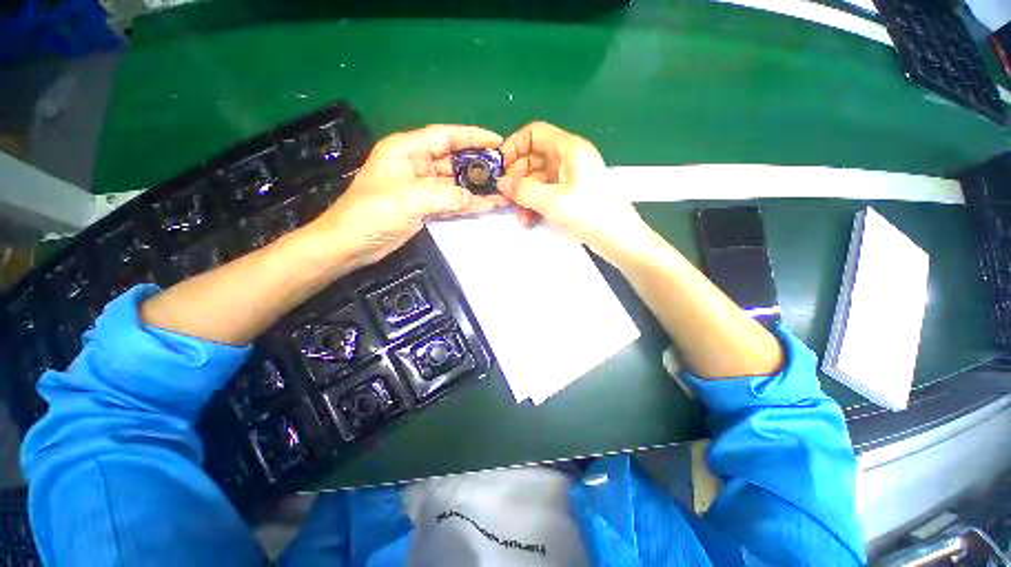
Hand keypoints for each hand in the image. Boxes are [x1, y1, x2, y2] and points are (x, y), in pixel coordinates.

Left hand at [309, 125, 507, 268]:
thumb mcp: (409, 198)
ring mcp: (422, 187)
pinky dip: (467, 204)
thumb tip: (473, 198)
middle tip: (505, 171)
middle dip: (478, 165)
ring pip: (455, 183)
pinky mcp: (425, 206)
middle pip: (454, 160)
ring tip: (502, 190)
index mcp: (407, 149)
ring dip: (476, 188)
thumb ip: (445, 196)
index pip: (445, 136)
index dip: (472, 137)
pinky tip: (487, 205)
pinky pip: (451, 201)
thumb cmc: (373, 213)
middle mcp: (417, 164)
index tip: (497, 142)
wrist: (353, 243)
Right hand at [497, 122, 649, 259]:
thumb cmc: (591, 214)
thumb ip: (523, 190)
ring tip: (519, 215)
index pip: (534, 134)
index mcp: (569, 149)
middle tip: (507, 197)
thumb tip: (501, 182)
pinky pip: (545, 193)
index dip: (514, 147)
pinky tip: (529, 219)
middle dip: (517, 178)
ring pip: (537, 179)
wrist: (618, 239)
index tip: (501, 168)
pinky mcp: (570, 195)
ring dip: (524, 195)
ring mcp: (569, 178)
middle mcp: (569, 159)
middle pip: (533, 158)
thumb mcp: (553, 201)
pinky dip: (534, 204)